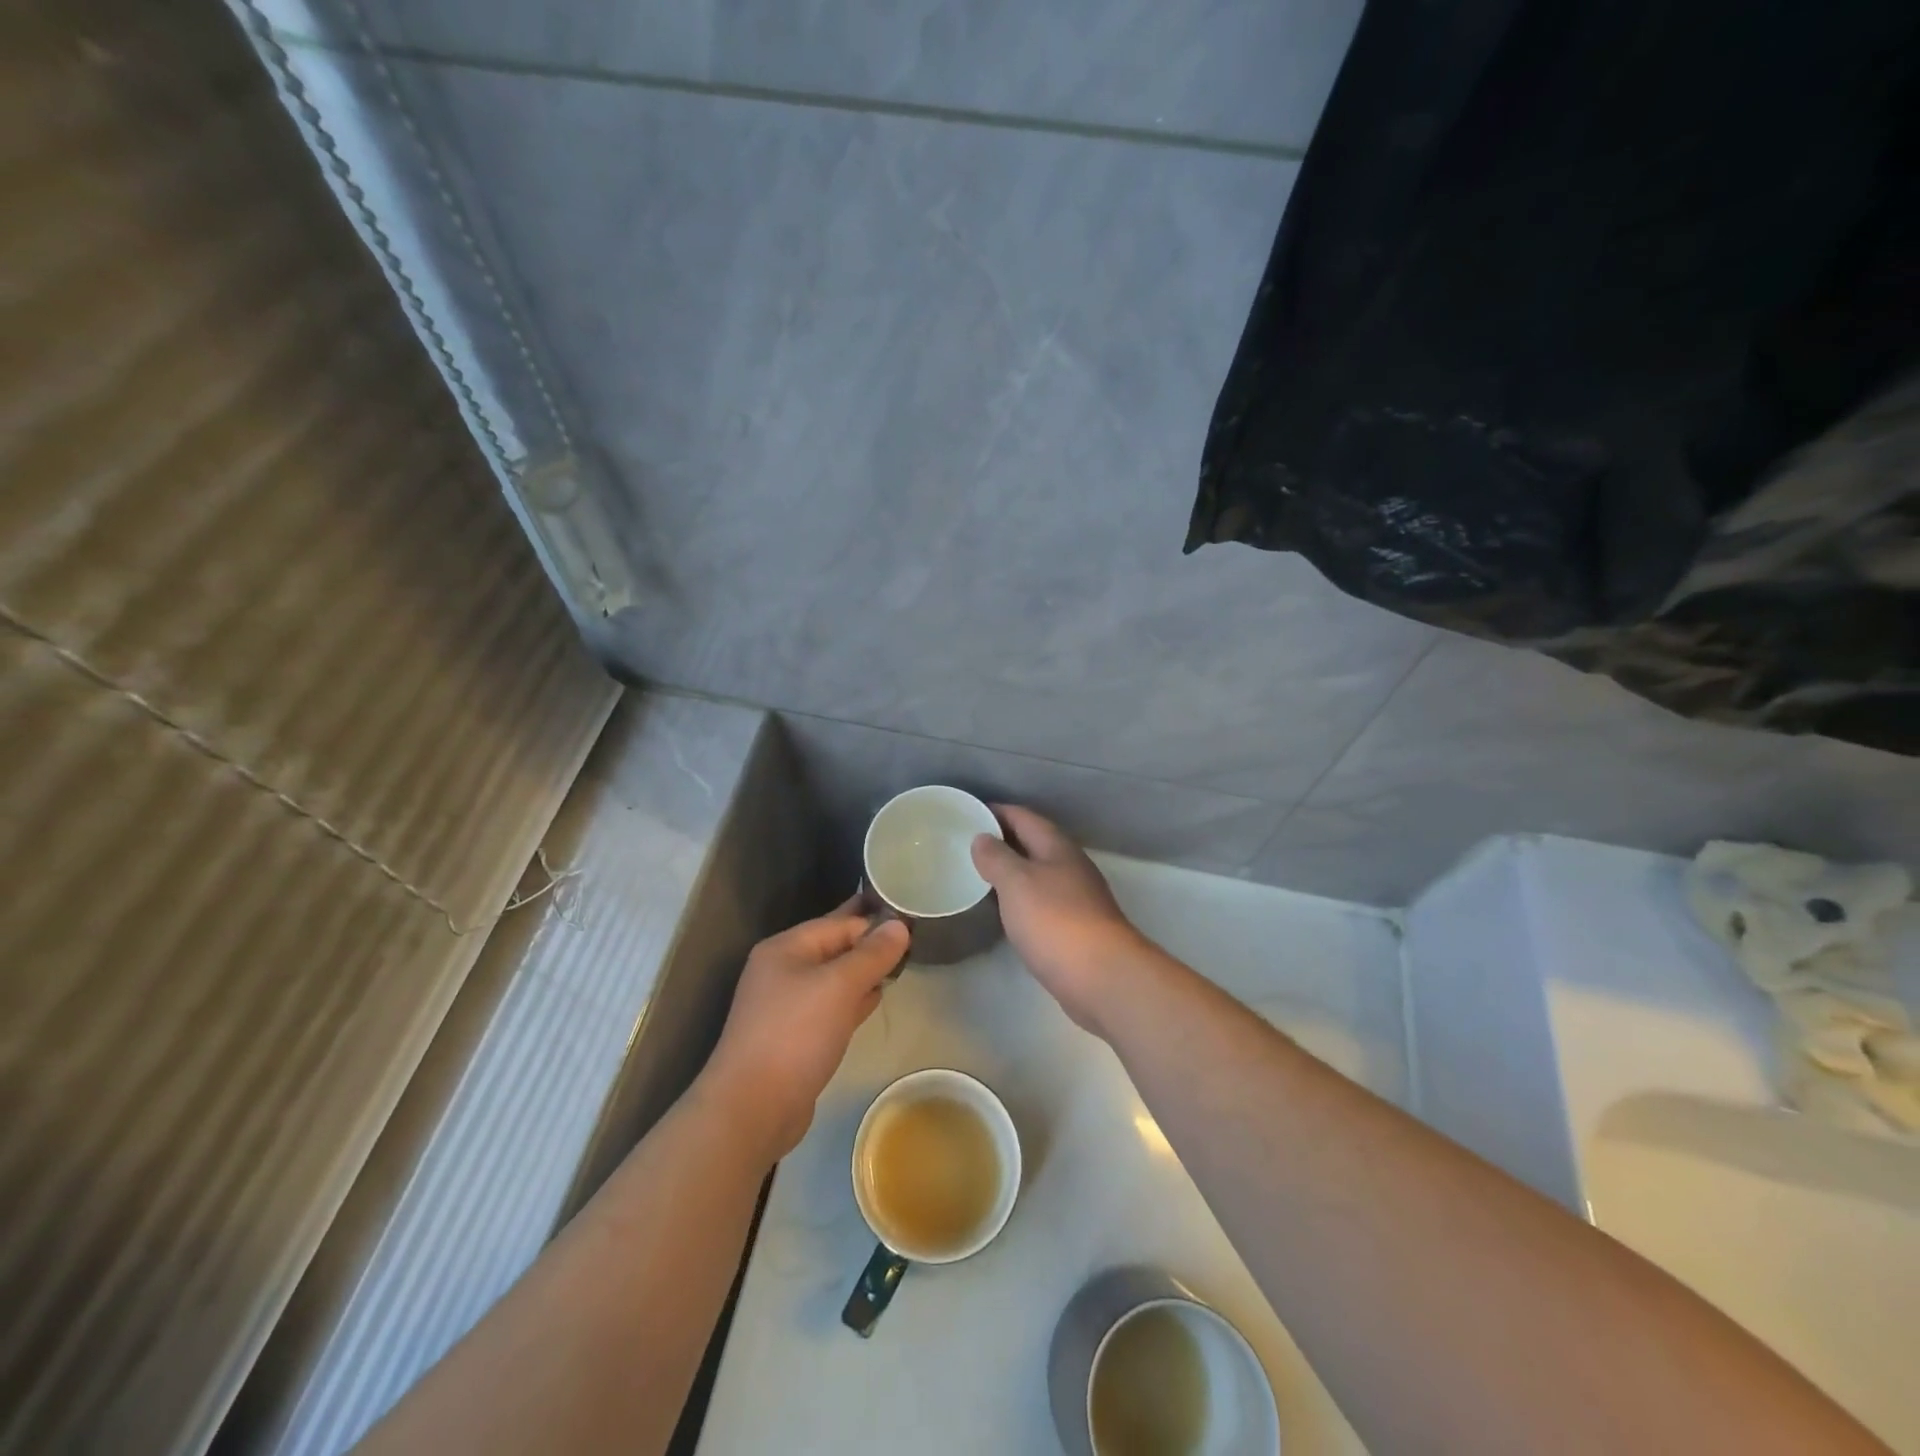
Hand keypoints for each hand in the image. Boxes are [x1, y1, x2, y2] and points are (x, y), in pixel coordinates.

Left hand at [699, 901, 909, 1159]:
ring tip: (901, 964)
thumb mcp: (839, 986)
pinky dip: (853, 1000)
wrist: (753, 1109)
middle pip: (835, 948)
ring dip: (864, 973)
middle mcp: (783, 970)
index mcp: (786, 948)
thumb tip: (900, 925)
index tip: (913, 924)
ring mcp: (787, 1005)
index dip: (875, 922)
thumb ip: (872, 954)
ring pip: (835, 978)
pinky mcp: (795, 1036)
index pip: (839, 923)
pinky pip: (831, 1006)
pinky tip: (876, 998)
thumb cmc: (796, 1035)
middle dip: (871, 945)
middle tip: (913, 940)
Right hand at [971, 804, 1153, 1034]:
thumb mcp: (1017, 882)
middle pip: (1032, 843)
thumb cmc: (1055, 920)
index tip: (967, 812)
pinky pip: (1041, 901)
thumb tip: (982, 838)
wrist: (1102, 977)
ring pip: (1037, 873)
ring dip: (1011, 870)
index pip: (1023, 817)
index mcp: (1057, 847)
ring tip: (978, 874)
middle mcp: (1070, 866)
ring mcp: (1076, 897)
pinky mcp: (1075, 927)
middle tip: (966, 843)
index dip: (996, 811)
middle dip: (1002, 840)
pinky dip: (1020, 898)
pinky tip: (1005, 909)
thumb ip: (996, 857)